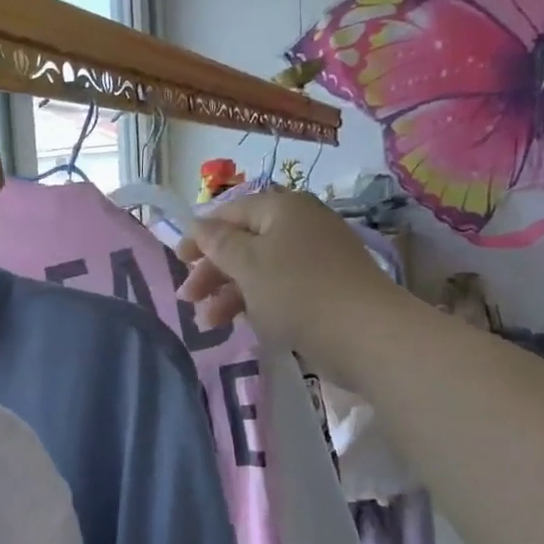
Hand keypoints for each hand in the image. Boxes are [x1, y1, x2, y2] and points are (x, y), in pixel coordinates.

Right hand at [177, 188, 396, 373]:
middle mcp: (301, 225)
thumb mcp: (247, 264)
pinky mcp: (325, 289)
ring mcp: (316, 258)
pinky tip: (239, 324)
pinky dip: (255, 303)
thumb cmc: (297, 291)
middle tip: (187, 299)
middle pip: (244, 242)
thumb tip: (199, 224)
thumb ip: (218, 243)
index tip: (178, 261)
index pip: (231, 212)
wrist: (365, 334)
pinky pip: (279, 288)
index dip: (201, 235)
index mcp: (283, 208)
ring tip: (208, 324)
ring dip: (228, 294)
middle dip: (212, 271)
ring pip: (259, 269)